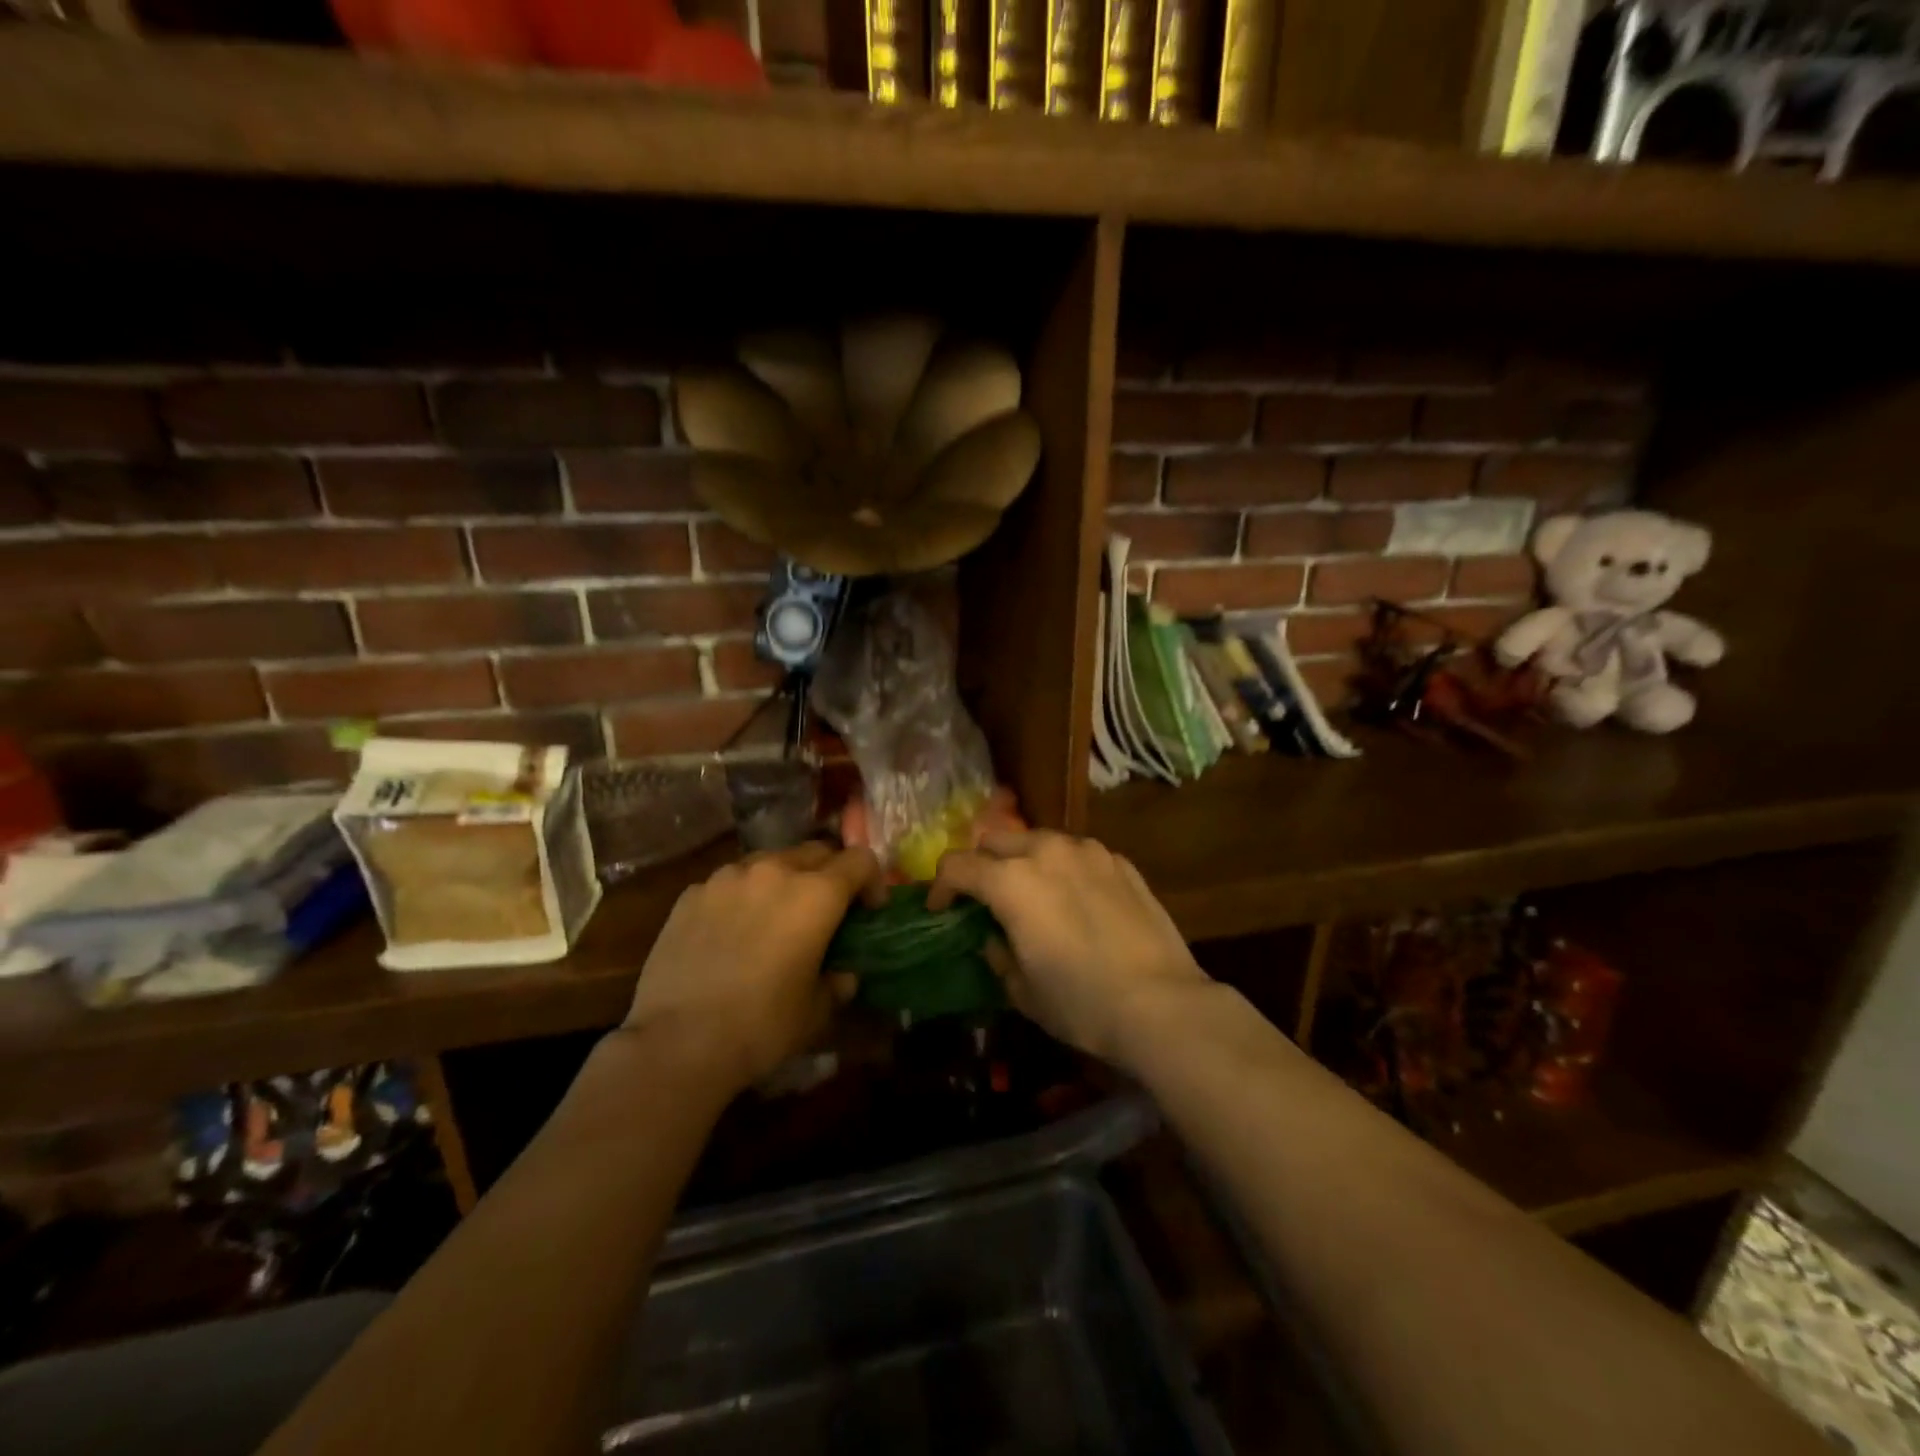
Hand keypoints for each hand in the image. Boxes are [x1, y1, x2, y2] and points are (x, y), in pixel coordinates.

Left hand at [623, 842, 882, 1089]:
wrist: (677, 1042)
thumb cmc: (761, 1026)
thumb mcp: (816, 1011)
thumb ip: (838, 982)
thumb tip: (842, 974)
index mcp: (816, 894)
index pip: (860, 860)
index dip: (872, 881)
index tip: (869, 910)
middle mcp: (774, 871)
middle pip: (816, 851)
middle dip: (829, 874)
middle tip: (825, 912)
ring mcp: (727, 877)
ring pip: (769, 861)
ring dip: (783, 881)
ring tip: (774, 918)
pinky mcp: (691, 893)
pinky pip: (729, 883)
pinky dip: (742, 897)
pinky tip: (731, 934)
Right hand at [927, 831, 1208, 1067]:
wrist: (1162, 1004)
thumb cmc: (1081, 1003)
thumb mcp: (1023, 990)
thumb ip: (998, 954)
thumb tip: (995, 938)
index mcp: (1011, 881)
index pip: (957, 865)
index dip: (940, 887)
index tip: (941, 909)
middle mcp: (1046, 851)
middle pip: (995, 840)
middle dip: (982, 864)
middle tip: (985, 898)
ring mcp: (1088, 851)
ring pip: (1039, 840)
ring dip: (1024, 861)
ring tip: (1034, 894)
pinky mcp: (1120, 861)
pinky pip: (1078, 854)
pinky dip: (1065, 869)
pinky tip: (1078, 901)